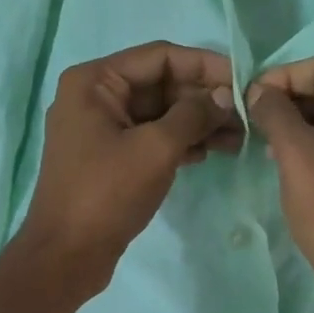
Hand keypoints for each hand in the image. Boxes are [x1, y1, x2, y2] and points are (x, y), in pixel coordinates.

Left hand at [16, 42, 241, 291]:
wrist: (66, 256)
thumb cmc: (106, 194)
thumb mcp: (156, 148)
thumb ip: (194, 114)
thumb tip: (225, 96)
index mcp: (94, 81)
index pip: (160, 57)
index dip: (205, 65)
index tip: (243, 79)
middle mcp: (95, 96)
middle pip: (161, 84)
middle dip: (204, 98)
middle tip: (247, 115)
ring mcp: (102, 128)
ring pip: (160, 113)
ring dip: (199, 122)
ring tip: (240, 138)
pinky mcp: (111, 157)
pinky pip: (152, 137)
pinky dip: (182, 142)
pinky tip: (213, 152)